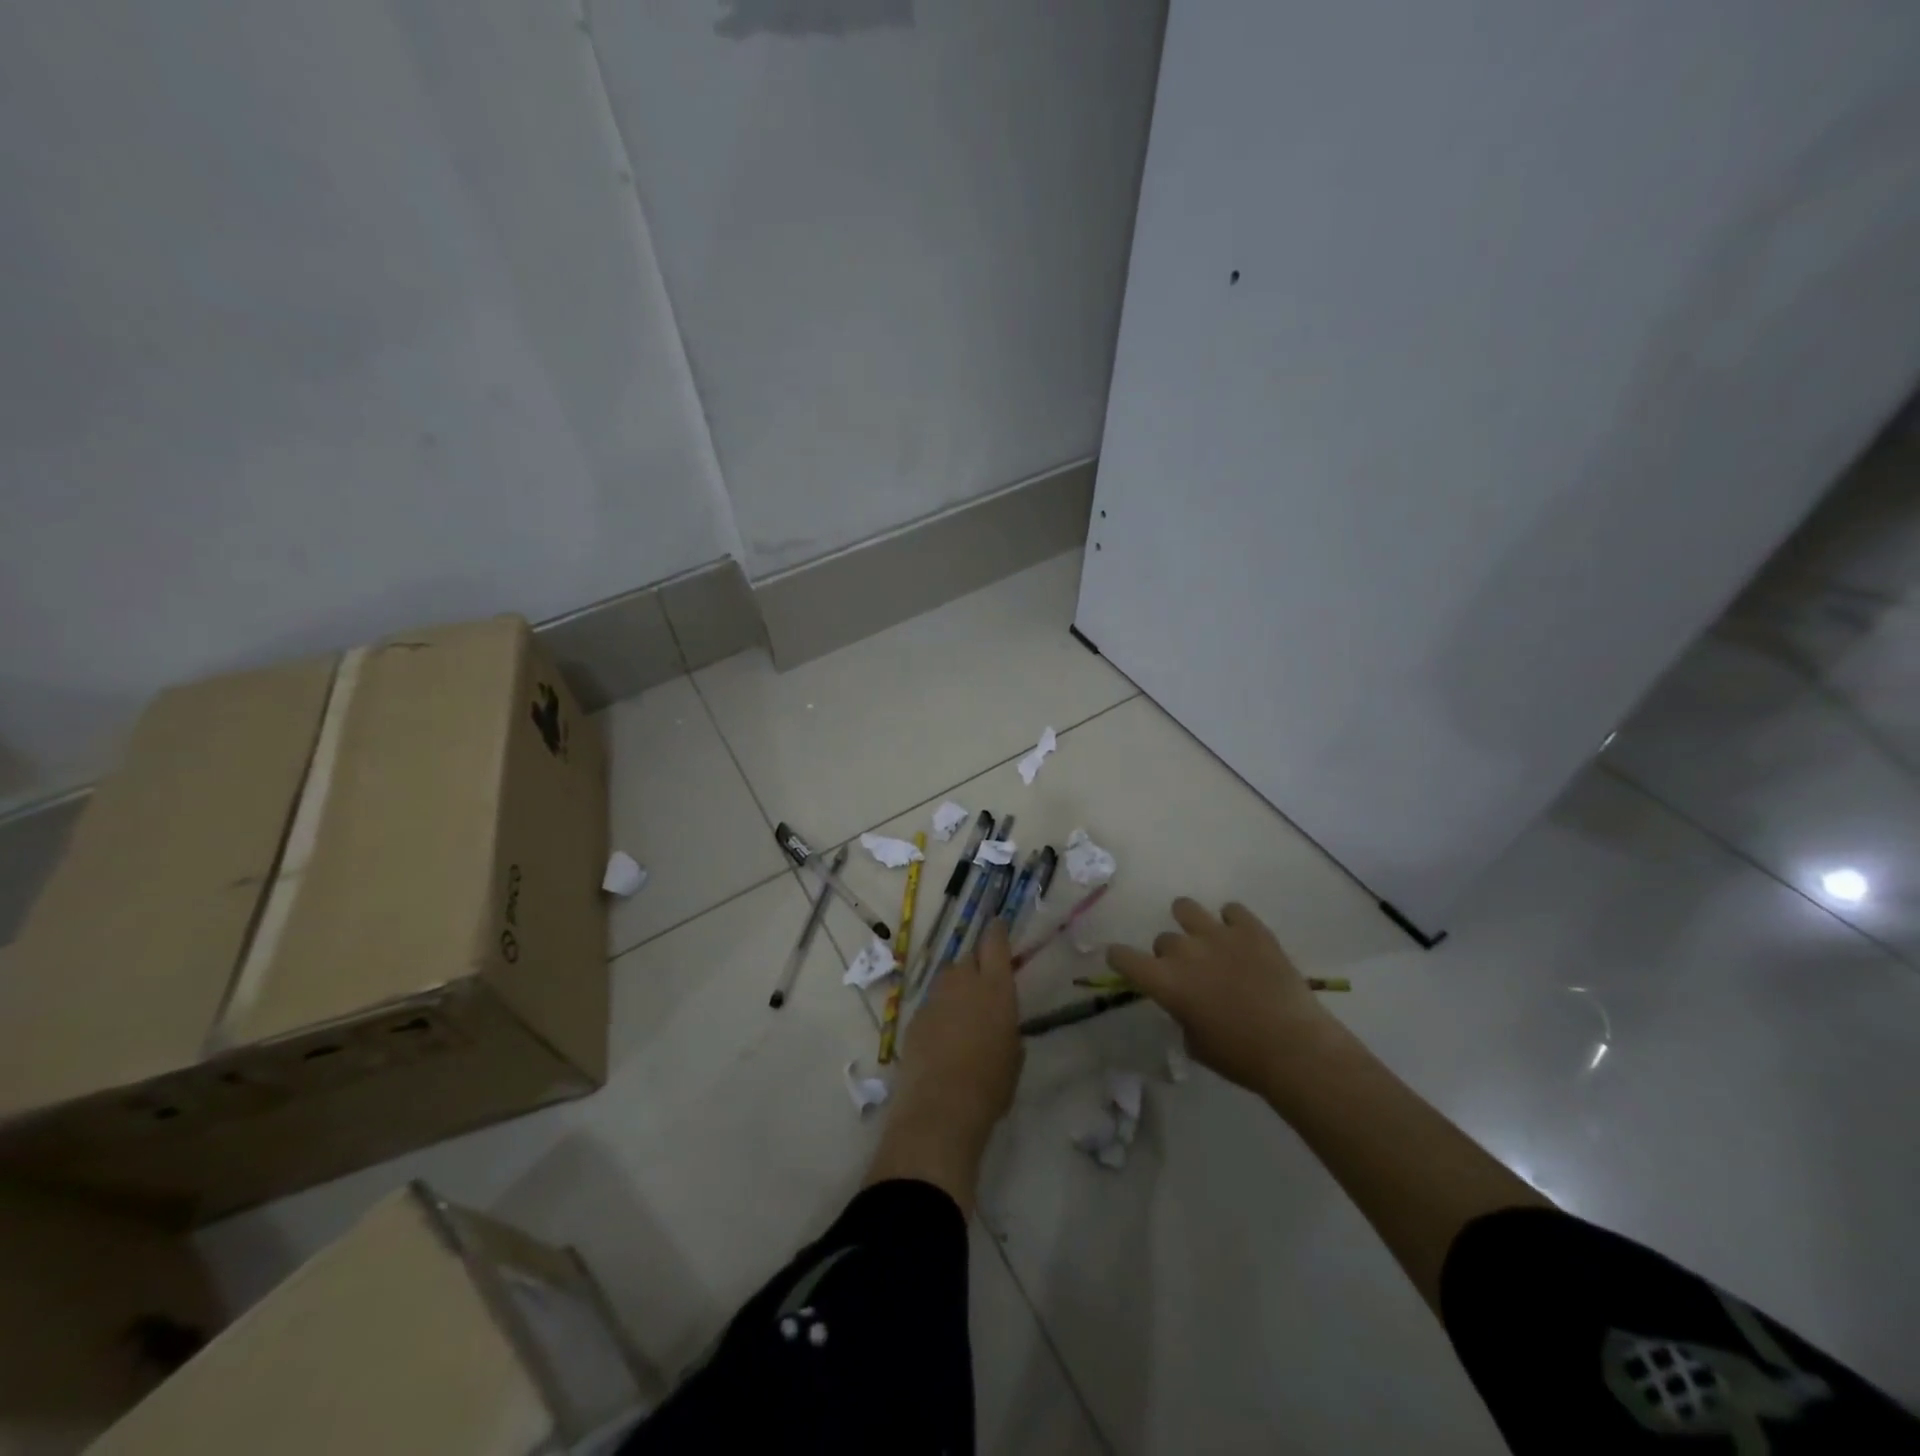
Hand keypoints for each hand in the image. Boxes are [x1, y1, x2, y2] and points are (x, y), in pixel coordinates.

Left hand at [866, 920, 1022, 1213]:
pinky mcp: (914, 1016)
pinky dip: (938, 1011)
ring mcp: (935, 997)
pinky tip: (942, 1036)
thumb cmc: (991, 1084)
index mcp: (996, 987)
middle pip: (968, 957)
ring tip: (962, 1012)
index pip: (995, 942)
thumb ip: (1008, 1028)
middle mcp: (964, 982)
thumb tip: (1000, 1025)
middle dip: (976, 964)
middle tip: (982, 982)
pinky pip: (931, 1003)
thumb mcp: (1014, 1055)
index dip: (996, 931)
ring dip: (955, 987)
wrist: (940, 1106)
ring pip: (946, 978)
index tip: (997, 924)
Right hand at [1107, 898, 1342, 1096]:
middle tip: (1189, 973)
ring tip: (1204, 938)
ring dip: (1190, 923)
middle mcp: (1184, 950)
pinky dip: (1232, 921)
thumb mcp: (1195, 1043)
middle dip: (1170, 955)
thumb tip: (1187, 1003)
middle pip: (1163, 939)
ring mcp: (1218, 934)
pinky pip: (1231, 910)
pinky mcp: (1251, 929)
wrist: (1294, 1046)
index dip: (1119, 957)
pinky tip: (1240, 937)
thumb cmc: (1240, 1057)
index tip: (1122, 960)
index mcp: (1164, 981)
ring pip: (1186, 908)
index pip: (1123, 957)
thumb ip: (1181, 1014)